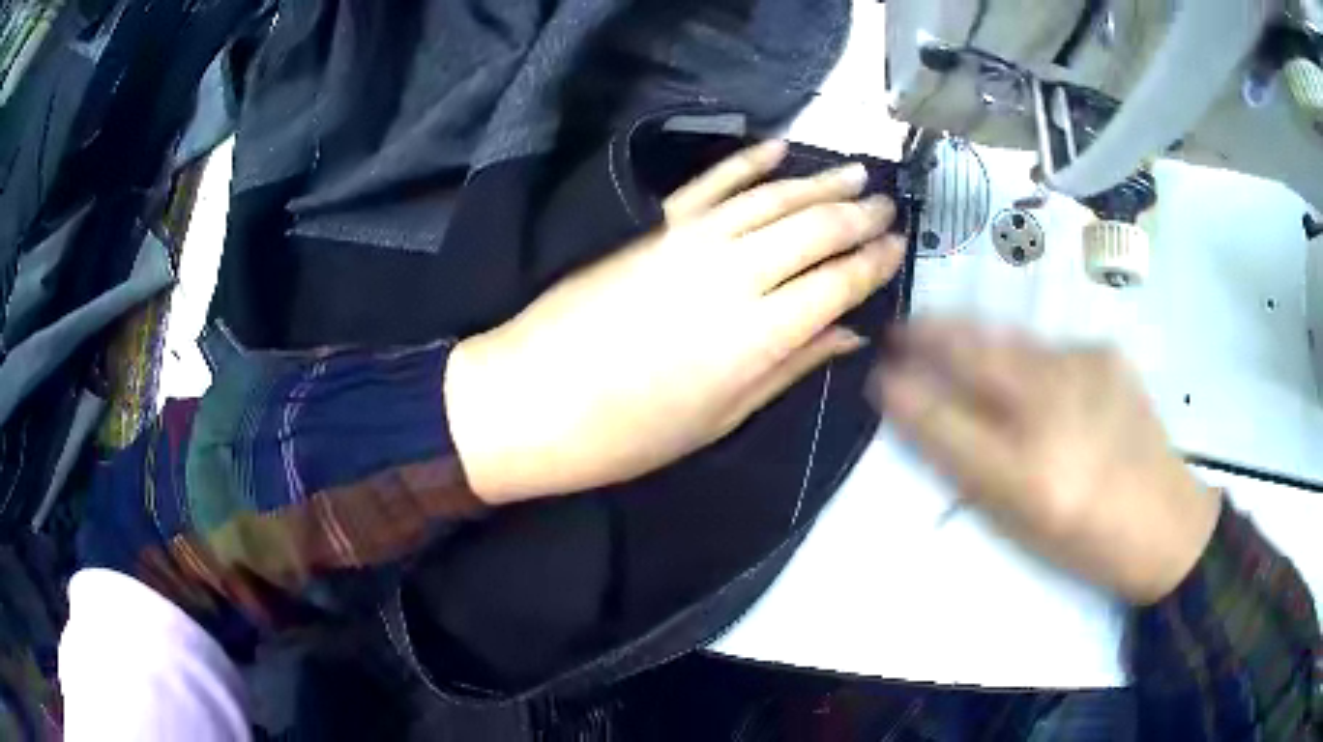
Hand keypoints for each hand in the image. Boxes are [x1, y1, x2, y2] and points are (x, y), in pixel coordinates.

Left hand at [446, 141, 905, 504]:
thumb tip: (849, 334)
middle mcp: (731, 277)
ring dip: (818, 182)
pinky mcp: (651, 226)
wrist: (528, 400)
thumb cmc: (626, 434)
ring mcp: (687, 242)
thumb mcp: (720, 419)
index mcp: (755, 337)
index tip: (899, 248)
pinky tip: (778, 146)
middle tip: (887, 205)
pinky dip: (747, 161)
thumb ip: (790, 367)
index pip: (835, 285)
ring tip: (855, 173)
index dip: (873, 264)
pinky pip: (710, 183)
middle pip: (812, 231)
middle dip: (858, 216)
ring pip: (771, 199)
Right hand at [871, 320, 1221, 604]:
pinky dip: (1023, 353)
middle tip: (899, 330)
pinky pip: (1047, 346)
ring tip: (944, 333)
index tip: (878, 378)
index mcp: (1028, 474)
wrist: (1165, 521)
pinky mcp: (1104, 353)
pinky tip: (1028, 372)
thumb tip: (929, 420)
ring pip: (1009, 340)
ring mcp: (1084, 371)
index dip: (906, 396)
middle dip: (929, 337)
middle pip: (976, 357)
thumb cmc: (1085, 542)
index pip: (947, 423)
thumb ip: (972, 470)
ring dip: (970, 336)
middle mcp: (1054, 411)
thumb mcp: (1020, 524)